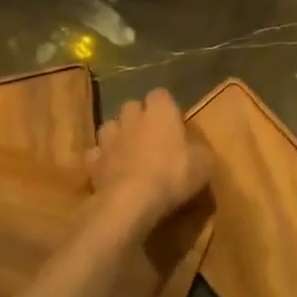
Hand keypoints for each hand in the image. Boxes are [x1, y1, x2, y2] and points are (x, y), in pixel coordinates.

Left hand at [86, 89, 209, 232]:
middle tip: (151, 136)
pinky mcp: (93, 162)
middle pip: (132, 106)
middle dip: (139, 117)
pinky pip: (96, 153)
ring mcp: (109, 139)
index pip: (161, 94)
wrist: (131, 202)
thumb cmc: (173, 175)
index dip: (166, 106)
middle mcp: (132, 117)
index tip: (174, 122)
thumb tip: (196, 148)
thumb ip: (199, 149)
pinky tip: (111, 170)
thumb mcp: (204, 163)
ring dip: (118, 134)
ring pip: (110, 126)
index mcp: (161, 111)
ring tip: (128, 150)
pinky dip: (102, 159)